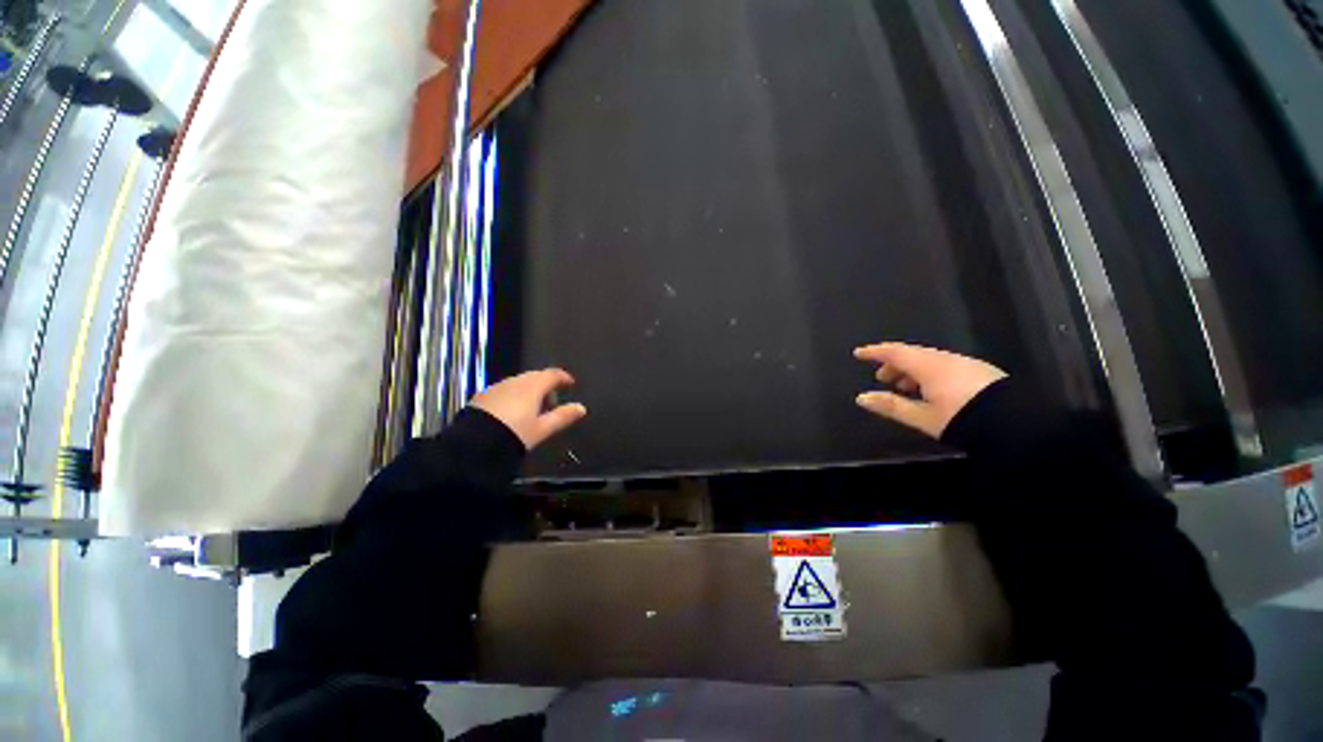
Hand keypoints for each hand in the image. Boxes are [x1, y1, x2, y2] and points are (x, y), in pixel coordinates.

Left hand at [470, 369, 587, 449]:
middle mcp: (514, 381)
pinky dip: (511, 395)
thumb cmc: (514, 435)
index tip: (569, 383)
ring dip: (527, 389)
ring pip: (517, 382)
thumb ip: (561, 417)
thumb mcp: (541, 430)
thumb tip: (581, 408)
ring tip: (532, 405)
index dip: (562, 377)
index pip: (551, 374)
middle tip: (551, 396)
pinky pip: (503, 390)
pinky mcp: (483, 395)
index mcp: (531, 386)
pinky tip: (511, 410)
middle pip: (533, 376)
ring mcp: (496, 387)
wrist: (476, 442)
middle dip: (544, 383)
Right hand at [854, 343, 1006, 437]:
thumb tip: (862, 398)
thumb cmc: (959, 418)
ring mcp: (961, 362)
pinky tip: (933, 391)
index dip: (875, 352)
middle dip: (895, 364)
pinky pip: (944, 366)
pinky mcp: (975, 369)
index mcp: (927, 365)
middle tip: (882, 378)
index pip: (895, 352)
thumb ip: (893, 407)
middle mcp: (943, 357)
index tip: (859, 353)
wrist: (1005, 418)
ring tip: (906, 388)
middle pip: (913, 355)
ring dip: (913, 371)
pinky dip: (930, 374)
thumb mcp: (923, 417)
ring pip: (930, 361)